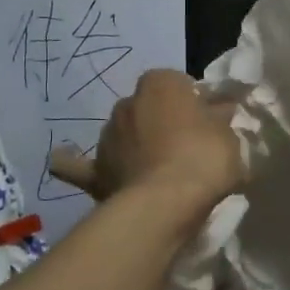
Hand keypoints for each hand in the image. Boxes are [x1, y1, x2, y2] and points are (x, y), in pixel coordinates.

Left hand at [48, 69, 241, 211]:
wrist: (164, 205)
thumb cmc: (203, 159)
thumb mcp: (227, 134)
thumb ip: (219, 117)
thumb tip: (219, 106)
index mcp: (160, 84)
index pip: (179, 84)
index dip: (194, 103)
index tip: (208, 124)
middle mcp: (127, 102)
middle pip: (149, 108)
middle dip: (162, 122)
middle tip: (186, 148)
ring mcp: (106, 136)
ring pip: (122, 133)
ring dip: (134, 144)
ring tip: (154, 170)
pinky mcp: (94, 171)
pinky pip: (79, 165)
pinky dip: (72, 162)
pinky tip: (62, 159)